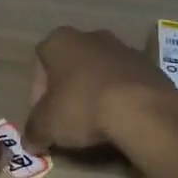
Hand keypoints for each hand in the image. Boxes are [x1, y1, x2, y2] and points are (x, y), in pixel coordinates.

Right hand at [24, 26, 177, 152]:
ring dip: (95, 90)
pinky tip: (121, 118)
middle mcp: (90, 35)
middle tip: (68, 118)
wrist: (141, 108)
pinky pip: (125, 80)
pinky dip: (120, 96)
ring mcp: (122, 47)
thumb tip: (29, 141)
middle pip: (71, 63)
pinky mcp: (148, 64)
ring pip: (100, 70)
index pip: (41, 60)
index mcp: (60, 40)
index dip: (39, 90)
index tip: (45, 114)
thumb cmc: (83, 106)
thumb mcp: (47, 125)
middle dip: (68, 87)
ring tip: (97, 122)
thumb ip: (33, 131)